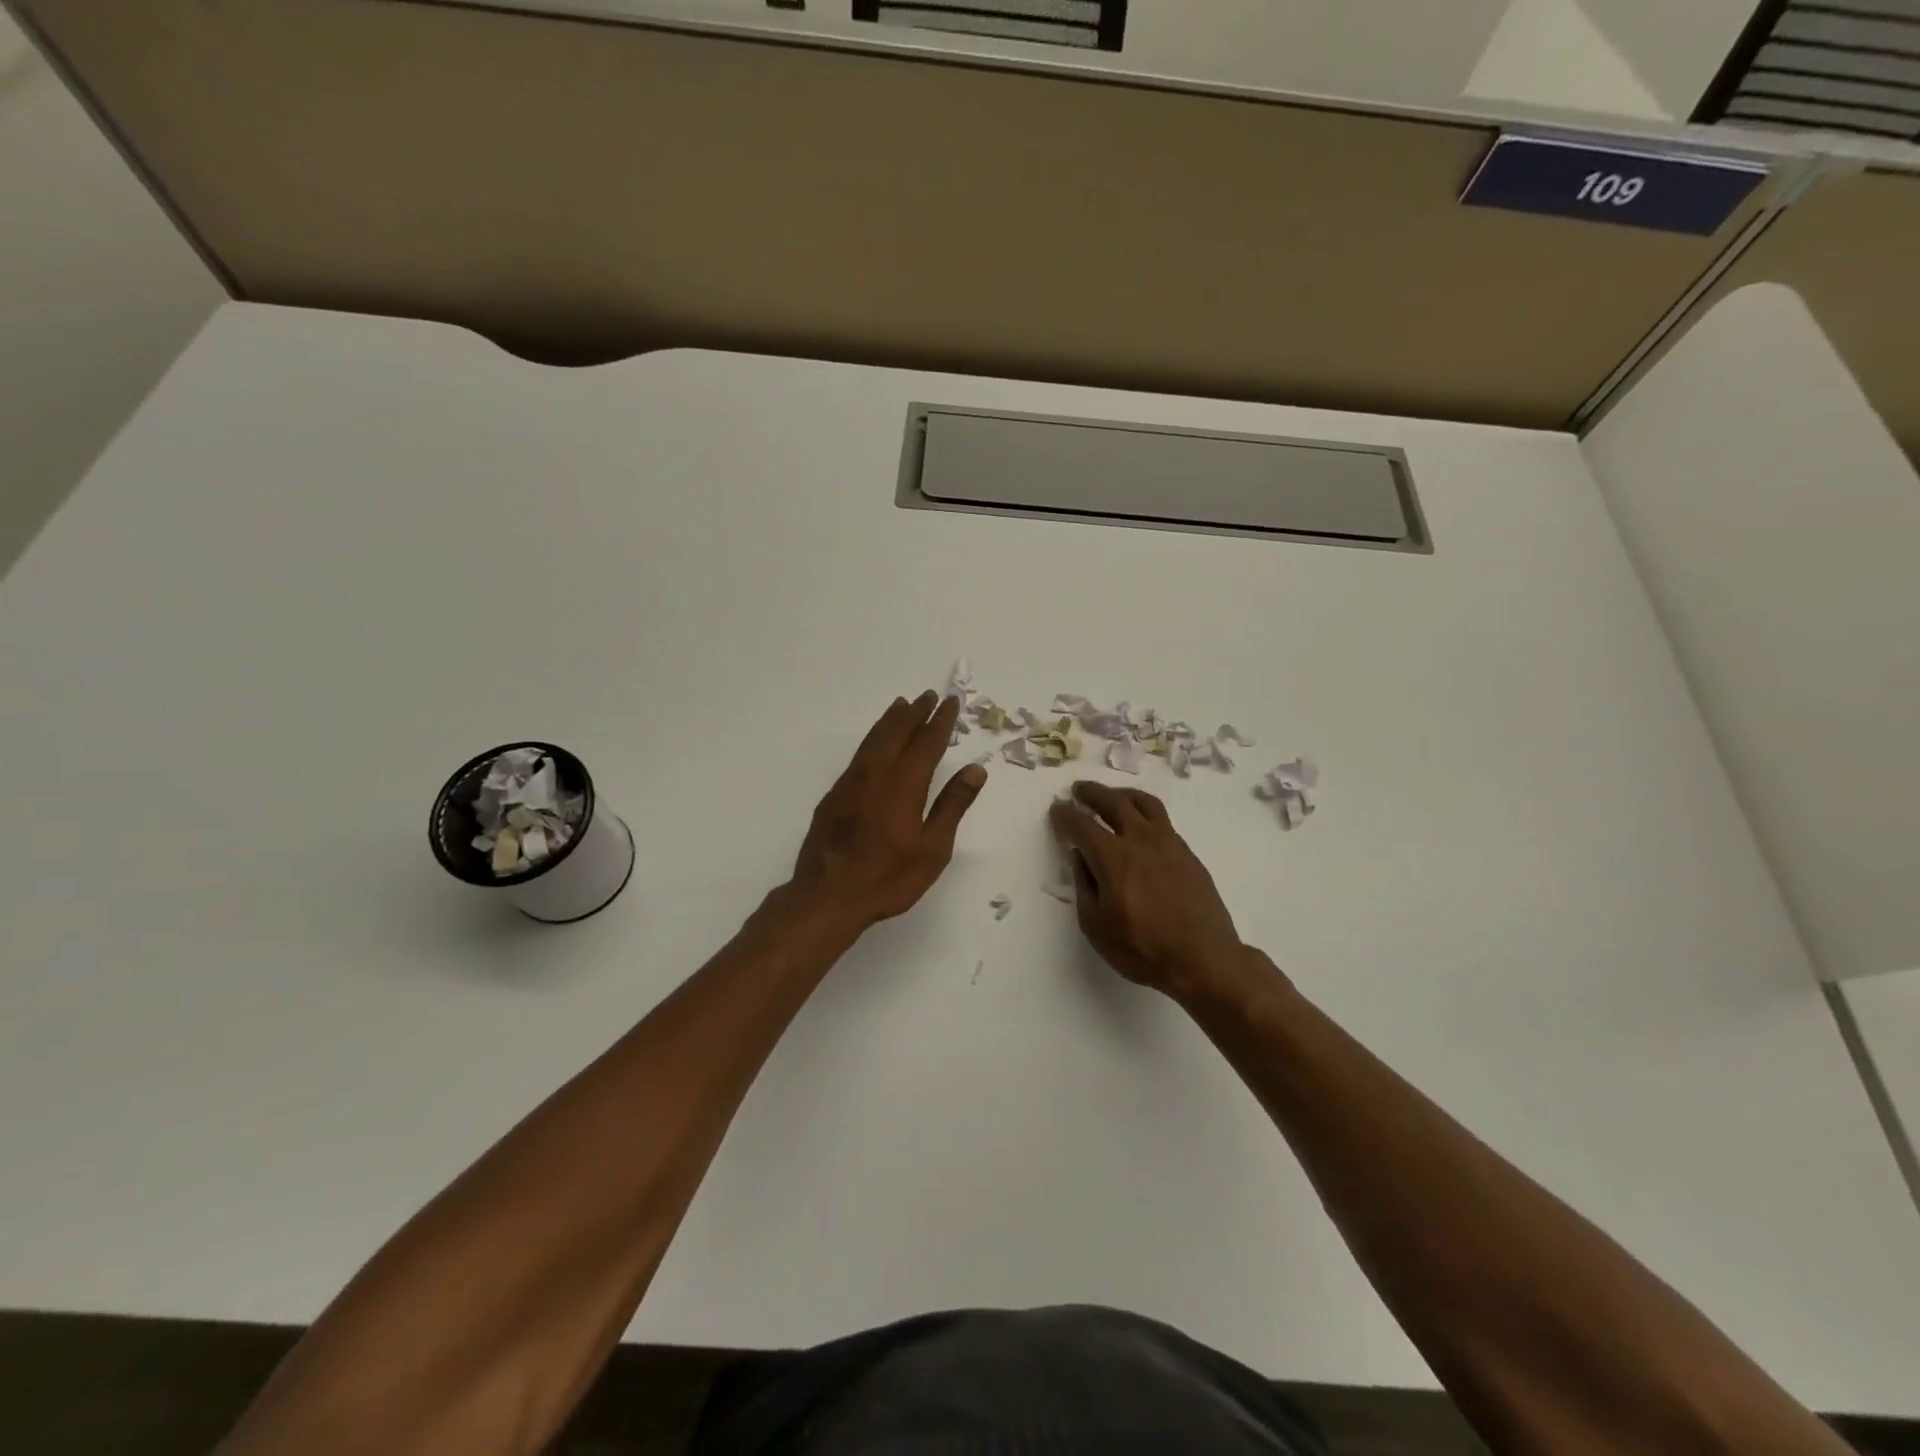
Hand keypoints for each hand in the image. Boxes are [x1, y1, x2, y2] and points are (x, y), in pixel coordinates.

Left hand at [788, 692, 986, 931]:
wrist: (827, 896)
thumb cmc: (887, 879)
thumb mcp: (932, 849)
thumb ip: (952, 806)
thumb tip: (974, 770)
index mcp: (904, 786)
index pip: (926, 744)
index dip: (940, 722)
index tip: (950, 703)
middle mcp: (876, 775)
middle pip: (897, 734)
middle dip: (915, 713)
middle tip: (928, 696)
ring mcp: (851, 783)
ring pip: (874, 740)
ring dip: (891, 721)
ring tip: (902, 705)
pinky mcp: (835, 795)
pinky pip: (859, 754)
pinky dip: (873, 738)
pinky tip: (876, 743)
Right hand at [1049, 781, 1252, 1000]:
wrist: (1204, 960)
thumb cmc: (1143, 949)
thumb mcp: (1096, 925)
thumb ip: (1084, 886)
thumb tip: (1081, 859)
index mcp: (1113, 857)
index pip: (1081, 824)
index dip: (1065, 815)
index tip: (1056, 810)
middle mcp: (1141, 840)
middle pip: (1113, 802)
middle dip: (1092, 793)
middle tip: (1079, 790)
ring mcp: (1169, 843)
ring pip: (1144, 803)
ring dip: (1122, 794)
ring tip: (1112, 796)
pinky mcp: (1187, 853)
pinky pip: (1161, 820)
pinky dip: (1143, 812)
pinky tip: (1139, 825)